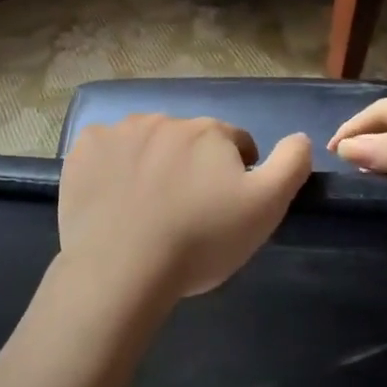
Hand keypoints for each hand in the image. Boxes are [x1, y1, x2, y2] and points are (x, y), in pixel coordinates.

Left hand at [58, 115, 313, 302]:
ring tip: (146, 207)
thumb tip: (302, 137)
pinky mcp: (84, 149)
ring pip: (145, 142)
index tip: (225, 204)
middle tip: (185, 209)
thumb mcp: (264, 208)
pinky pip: (105, 151)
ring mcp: (119, 131)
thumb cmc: (200, 239)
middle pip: (187, 140)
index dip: (235, 171)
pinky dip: (111, 167)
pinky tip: (111, 199)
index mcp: (208, 131)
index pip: (234, 142)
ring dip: (151, 162)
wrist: (123, 267)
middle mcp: (164, 119)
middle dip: (191, 165)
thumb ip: (290, 165)